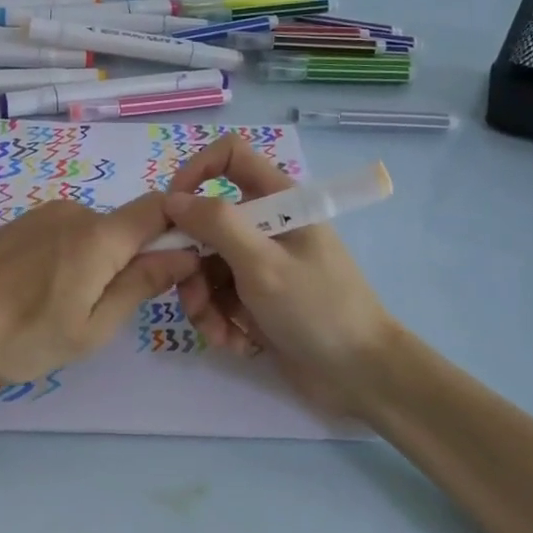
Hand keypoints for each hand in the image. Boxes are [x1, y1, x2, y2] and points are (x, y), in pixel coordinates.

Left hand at [0, 194, 199, 389]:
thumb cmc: (17, 334)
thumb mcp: (89, 328)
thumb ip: (139, 287)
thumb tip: (183, 255)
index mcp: (99, 235)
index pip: (159, 209)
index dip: (182, 228)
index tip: (181, 268)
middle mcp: (73, 212)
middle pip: (123, 227)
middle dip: (131, 263)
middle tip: (105, 315)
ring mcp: (39, 217)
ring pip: (90, 237)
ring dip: (94, 267)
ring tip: (59, 313)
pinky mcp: (14, 227)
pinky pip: (59, 238)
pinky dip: (64, 264)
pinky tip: (33, 299)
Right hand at [162, 137, 401, 417]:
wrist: (362, 376)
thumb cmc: (317, 308)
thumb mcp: (263, 263)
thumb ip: (216, 224)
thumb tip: (171, 199)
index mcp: (278, 201)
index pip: (229, 156)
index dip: (195, 171)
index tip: (173, 210)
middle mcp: (266, 226)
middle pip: (205, 224)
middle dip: (191, 263)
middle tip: (192, 295)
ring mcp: (260, 264)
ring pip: (206, 266)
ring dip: (203, 301)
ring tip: (219, 331)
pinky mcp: (256, 300)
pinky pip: (219, 298)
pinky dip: (220, 320)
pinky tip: (237, 342)